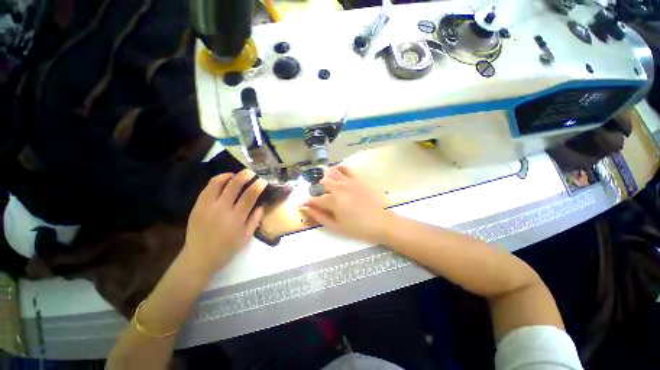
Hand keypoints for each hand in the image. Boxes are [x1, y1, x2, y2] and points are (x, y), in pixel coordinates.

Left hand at [184, 169, 266, 275]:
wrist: (199, 257)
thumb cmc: (226, 249)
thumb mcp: (246, 237)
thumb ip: (255, 219)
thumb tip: (262, 205)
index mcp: (236, 218)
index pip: (249, 196)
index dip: (258, 185)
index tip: (263, 181)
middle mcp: (221, 209)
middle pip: (234, 185)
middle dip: (245, 175)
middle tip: (251, 173)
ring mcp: (207, 206)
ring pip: (217, 183)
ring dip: (229, 175)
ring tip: (235, 175)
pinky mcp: (197, 206)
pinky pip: (207, 188)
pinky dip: (217, 182)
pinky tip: (223, 182)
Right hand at [300, 165, 390, 243]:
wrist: (380, 222)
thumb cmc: (357, 227)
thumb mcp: (335, 226)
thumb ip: (319, 216)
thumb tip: (305, 209)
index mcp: (332, 200)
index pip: (314, 199)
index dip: (307, 202)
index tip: (304, 205)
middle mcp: (338, 187)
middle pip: (321, 184)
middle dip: (315, 190)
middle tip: (317, 198)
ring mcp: (348, 181)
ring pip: (331, 173)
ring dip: (325, 178)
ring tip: (325, 186)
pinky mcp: (357, 179)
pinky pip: (345, 169)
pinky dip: (338, 169)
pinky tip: (337, 174)